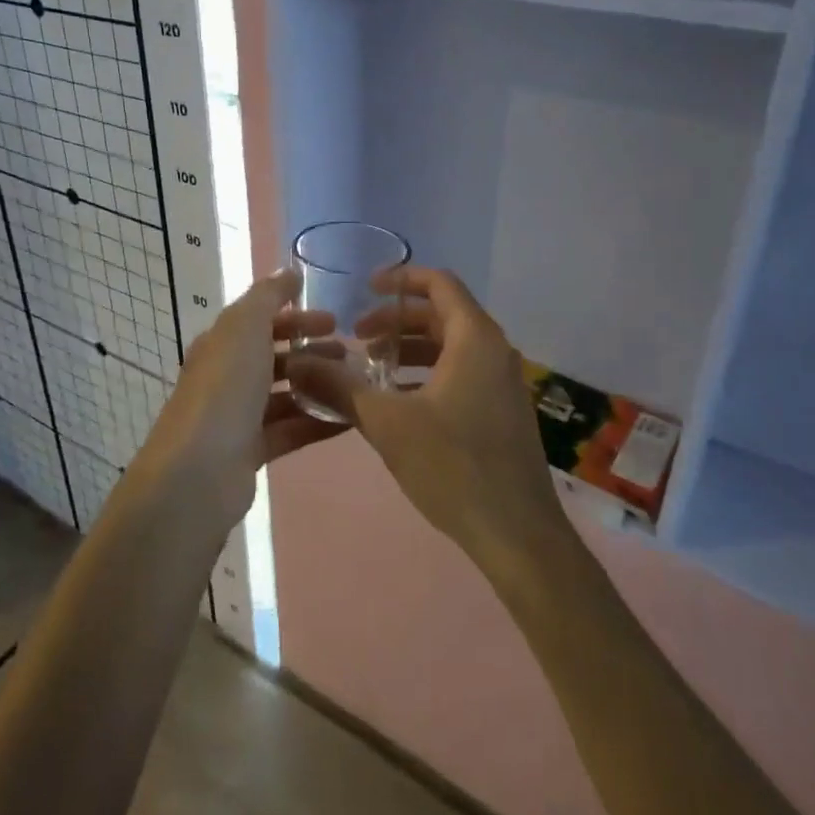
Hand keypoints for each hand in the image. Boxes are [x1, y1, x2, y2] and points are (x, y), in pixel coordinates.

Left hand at [135, 269, 342, 528]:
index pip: (260, 321)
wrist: (198, 471)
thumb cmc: (224, 388)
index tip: (334, 320)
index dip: (295, 317)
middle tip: (349, 352)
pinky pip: (292, 429)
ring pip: (286, 394)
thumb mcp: (245, 326)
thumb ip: (268, 296)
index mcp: (221, 344)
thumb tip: (288, 271)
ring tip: (355, 384)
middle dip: (311, 351)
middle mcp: (227, 377)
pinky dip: (319, 421)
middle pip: (274, 357)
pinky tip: (351, 418)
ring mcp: (238, 417)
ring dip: (319, 385)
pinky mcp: (251, 452)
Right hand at [289, 267, 567, 580]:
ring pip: (452, 347)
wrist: (517, 535)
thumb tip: (297, 364)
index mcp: (475, 339)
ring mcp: (503, 384)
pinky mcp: (503, 413)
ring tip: (372, 370)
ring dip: (410, 350)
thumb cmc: (453, 466)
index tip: (365, 288)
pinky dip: (428, 374)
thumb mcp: (387, 423)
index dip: (401, 279)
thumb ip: (340, 387)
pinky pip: (462, 374)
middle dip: (397, 321)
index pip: (440, 284)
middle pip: (443, 315)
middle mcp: (495, 352)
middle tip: (358, 337)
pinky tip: (399, 403)